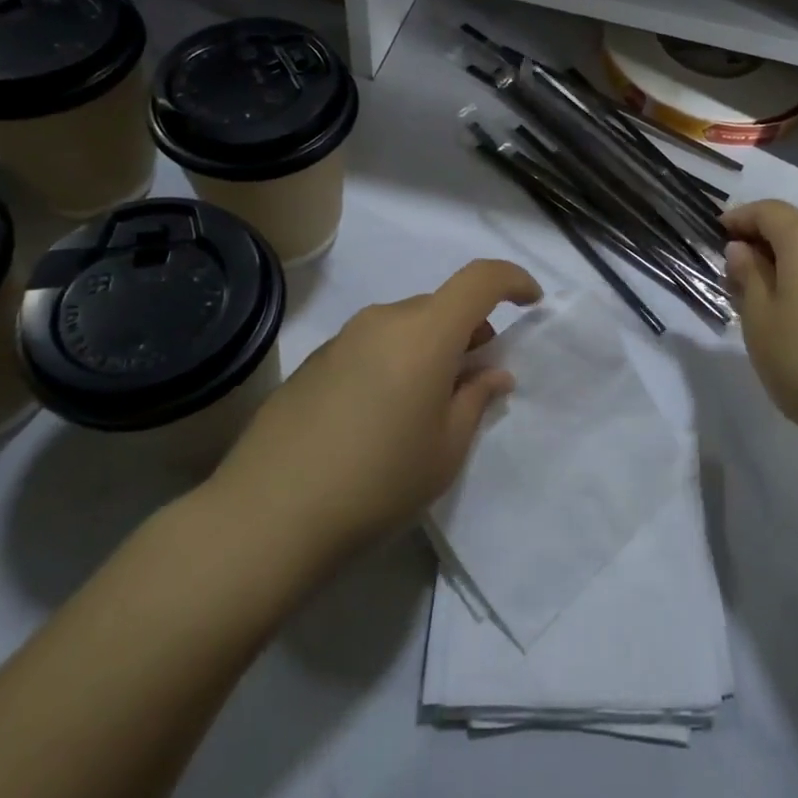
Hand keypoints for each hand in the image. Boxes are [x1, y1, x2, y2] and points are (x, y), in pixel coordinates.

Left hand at [200, 259, 541, 574]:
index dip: (513, 280)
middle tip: (476, 375)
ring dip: (430, 346)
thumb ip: (476, 400)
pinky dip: (395, 359)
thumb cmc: (377, 483)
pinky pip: (373, 343)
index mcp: (425, 333)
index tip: (531, 302)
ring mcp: (344, 337)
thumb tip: (492, 373)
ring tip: (429, 401)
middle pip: (441, 305)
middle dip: (469, 328)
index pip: (480, 279)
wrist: (267, 517)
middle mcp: (384, 319)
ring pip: (406, 325)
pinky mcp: (315, 360)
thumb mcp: (445, 450)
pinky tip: (382, 414)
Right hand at [723, 200, 797, 445]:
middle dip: (761, 237)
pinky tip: (795, 310)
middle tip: (733, 265)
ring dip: (784, 259)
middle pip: (794, 225)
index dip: (739, 218)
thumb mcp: (759, 318)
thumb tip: (741, 249)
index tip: (715, 234)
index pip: (767, 210)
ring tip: (759, 290)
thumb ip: (747, 276)